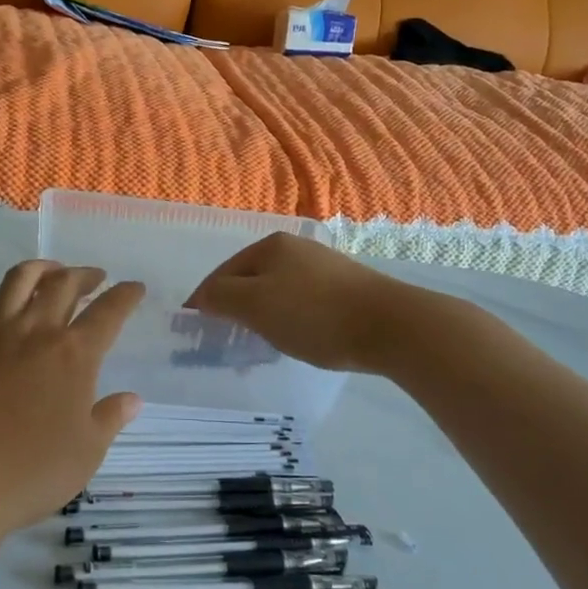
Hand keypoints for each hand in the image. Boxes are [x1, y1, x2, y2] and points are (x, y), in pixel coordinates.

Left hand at [0, 261, 144, 534]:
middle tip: (96, 278)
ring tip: (52, 272)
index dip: (125, 295)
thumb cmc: (29, 471)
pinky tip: (3, 311)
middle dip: (86, 275)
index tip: (134, 287)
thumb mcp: (86, 453)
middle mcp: (36, 332)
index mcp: (74, 354)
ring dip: (43, 269)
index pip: (108, 312)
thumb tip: (132, 399)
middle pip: (64, 284)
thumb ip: (109, 418)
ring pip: (20, 280)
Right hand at [187, 233, 420, 373]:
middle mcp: (297, 248)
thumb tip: (203, 296)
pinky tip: (298, 337)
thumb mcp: (255, 305)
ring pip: (278, 291)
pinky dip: (290, 319)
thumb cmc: (313, 313)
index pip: (223, 272)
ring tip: (261, 343)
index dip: (206, 299)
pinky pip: (303, 302)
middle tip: (227, 338)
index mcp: (270, 245)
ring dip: (264, 315)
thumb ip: (221, 297)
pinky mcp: (346, 289)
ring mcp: (324, 267)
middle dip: (236, 307)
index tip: (196, 328)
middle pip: (251, 279)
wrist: (391, 325)